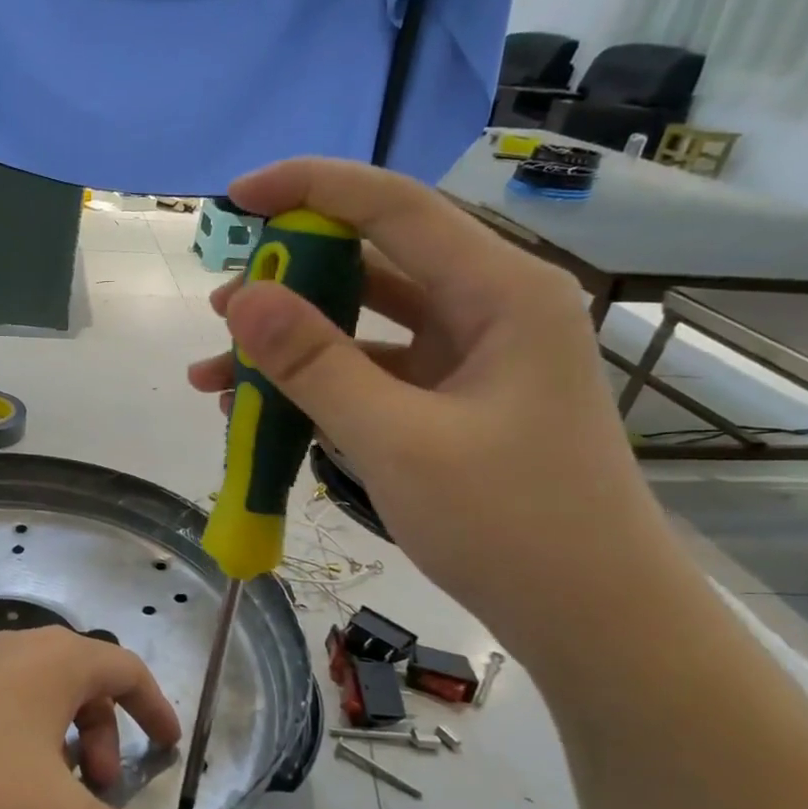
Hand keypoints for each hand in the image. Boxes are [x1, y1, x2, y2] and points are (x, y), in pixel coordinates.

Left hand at [0, 627, 181, 808]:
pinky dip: (11, 741)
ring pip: (32, 696)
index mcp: (58, 661)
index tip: (169, 748)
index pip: (127, 669)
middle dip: (103, 736)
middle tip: (97, 792)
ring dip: (55, 742)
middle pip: (80, 682)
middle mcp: (14, 647)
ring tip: (41, 798)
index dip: (156, 708)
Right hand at [188, 157, 674, 654]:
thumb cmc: (509, 524)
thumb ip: (316, 365)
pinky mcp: (454, 406)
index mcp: (501, 294)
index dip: (311, 189)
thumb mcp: (396, 441)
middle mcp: (491, 311)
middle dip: (290, 282)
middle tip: (221, 310)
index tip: (237, 195)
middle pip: (376, 265)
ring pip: (366, 328)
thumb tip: (243, 300)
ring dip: (293, 346)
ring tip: (216, 373)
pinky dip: (319, 389)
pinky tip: (261, 413)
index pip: (395, 209)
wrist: (591, 619)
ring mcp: (472, 362)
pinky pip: (374, 378)